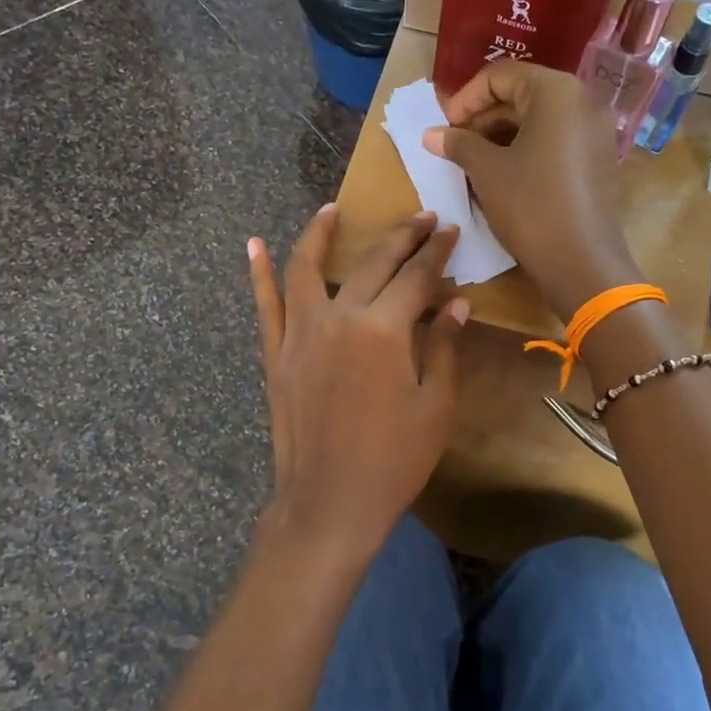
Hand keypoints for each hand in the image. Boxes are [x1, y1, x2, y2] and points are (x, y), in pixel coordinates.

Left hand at [247, 205, 467, 558]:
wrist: (332, 501)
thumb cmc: (395, 459)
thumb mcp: (436, 405)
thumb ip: (444, 347)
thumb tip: (457, 303)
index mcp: (384, 329)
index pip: (417, 277)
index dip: (437, 252)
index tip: (450, 231)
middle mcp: (339, 318)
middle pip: (372, 263)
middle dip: (401, 236)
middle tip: (421, 218)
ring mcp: (300, 334)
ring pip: (307, 268)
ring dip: (321, 233)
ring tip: (333, 208)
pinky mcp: (276, 355)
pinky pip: (265, 306)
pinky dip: (258, 273)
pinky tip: (254, 244)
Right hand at [423, 64, 641, 319]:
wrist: (582, 262)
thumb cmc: (531, 207)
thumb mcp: (487, 172)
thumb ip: (459, 144)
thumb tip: (431, 134)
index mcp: (556, 92)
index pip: (501, 75)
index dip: (466, 98)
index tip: (444, 126)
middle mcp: (582, 100)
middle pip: (522, 94)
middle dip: (483, 117)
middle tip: (454, 145)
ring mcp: (595, 130)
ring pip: (538, 119)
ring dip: (501, 135)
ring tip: (472, 162)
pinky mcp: (598, 158)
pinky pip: (555, 139)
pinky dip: (525, 148)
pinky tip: (501, 174)